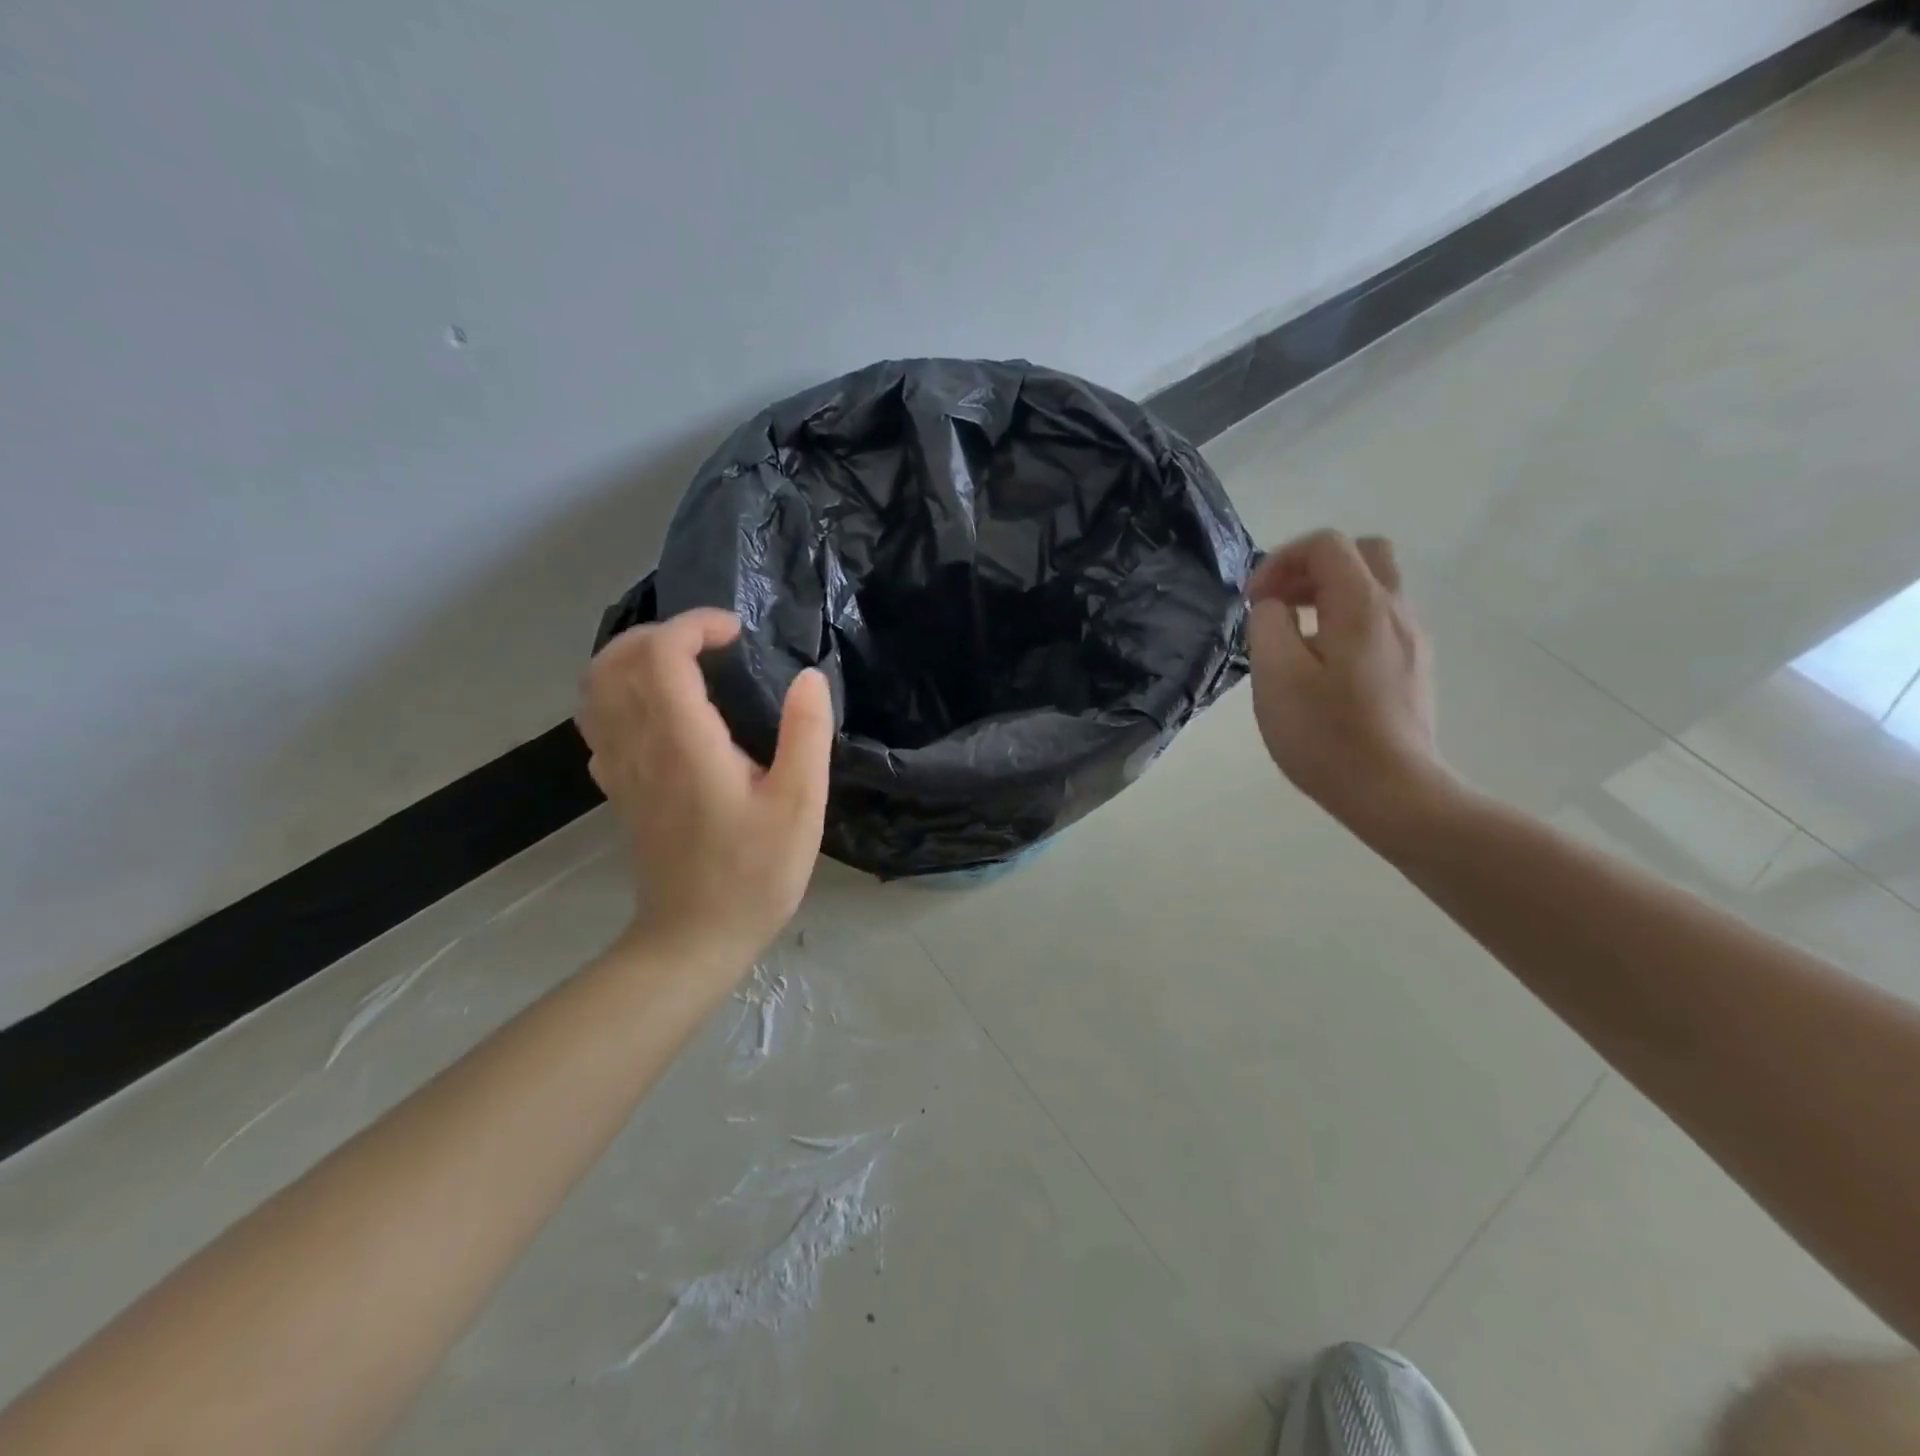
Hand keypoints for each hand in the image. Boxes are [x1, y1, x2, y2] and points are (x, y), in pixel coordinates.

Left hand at [577, 610, 833, 966]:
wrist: (693, 938)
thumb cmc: (754, 873)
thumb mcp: (800, 805)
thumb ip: (806, 734)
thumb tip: (809, 677)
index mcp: (684, 742)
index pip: (661, 654)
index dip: (694, 625)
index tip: (736, 633)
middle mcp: (640, 746)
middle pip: (615, 661)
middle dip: (659, 632)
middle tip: (709, 643)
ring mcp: (620, 769)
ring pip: (596, 690)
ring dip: (632, 659)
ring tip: (682, 665)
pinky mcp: (619, 789)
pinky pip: (599, 722)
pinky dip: (621, 695)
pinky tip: (661, 711)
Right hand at [1246, 530, 1455, 843]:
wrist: (1394, 793)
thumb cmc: (1326, 735)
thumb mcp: (1276, 677)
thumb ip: (1268, 625)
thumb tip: (1274, 607)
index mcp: (1363, 605)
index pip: (1326, 544)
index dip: (1281, 561)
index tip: (1254, 602)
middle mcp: (1396, 611)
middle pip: (1361, 554)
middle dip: (1311, 569)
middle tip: (1278, 605)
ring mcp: (1412, 640)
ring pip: (1373, 588)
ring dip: (1327, 596)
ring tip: (1292, 639)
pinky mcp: (1413, 667)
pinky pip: (1378, 621)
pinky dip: (1345, 622)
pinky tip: (1321, 667)